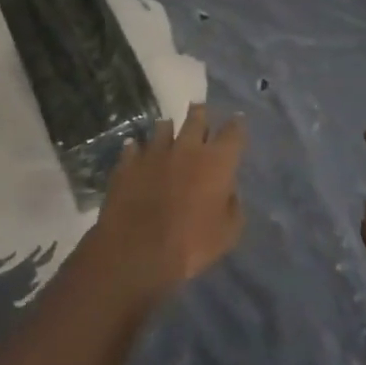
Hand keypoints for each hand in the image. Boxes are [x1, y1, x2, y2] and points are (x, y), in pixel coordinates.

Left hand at [89, 104, 245, 301]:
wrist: (137, 251)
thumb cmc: (190, 245)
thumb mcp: (227, 234)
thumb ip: (233, 207)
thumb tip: (229, 192)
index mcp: (216, 162)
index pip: (233, 132)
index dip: (237, 124)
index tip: (237, 120)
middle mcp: (187, 147)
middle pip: (196, 117)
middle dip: (200, 113)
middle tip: (200, 113)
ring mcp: (155, 151)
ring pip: (163, 126)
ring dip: (168, 129)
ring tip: (168, 132)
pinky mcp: (128, 162)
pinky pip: (134, 147)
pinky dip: (138, 149)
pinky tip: (137, 153)